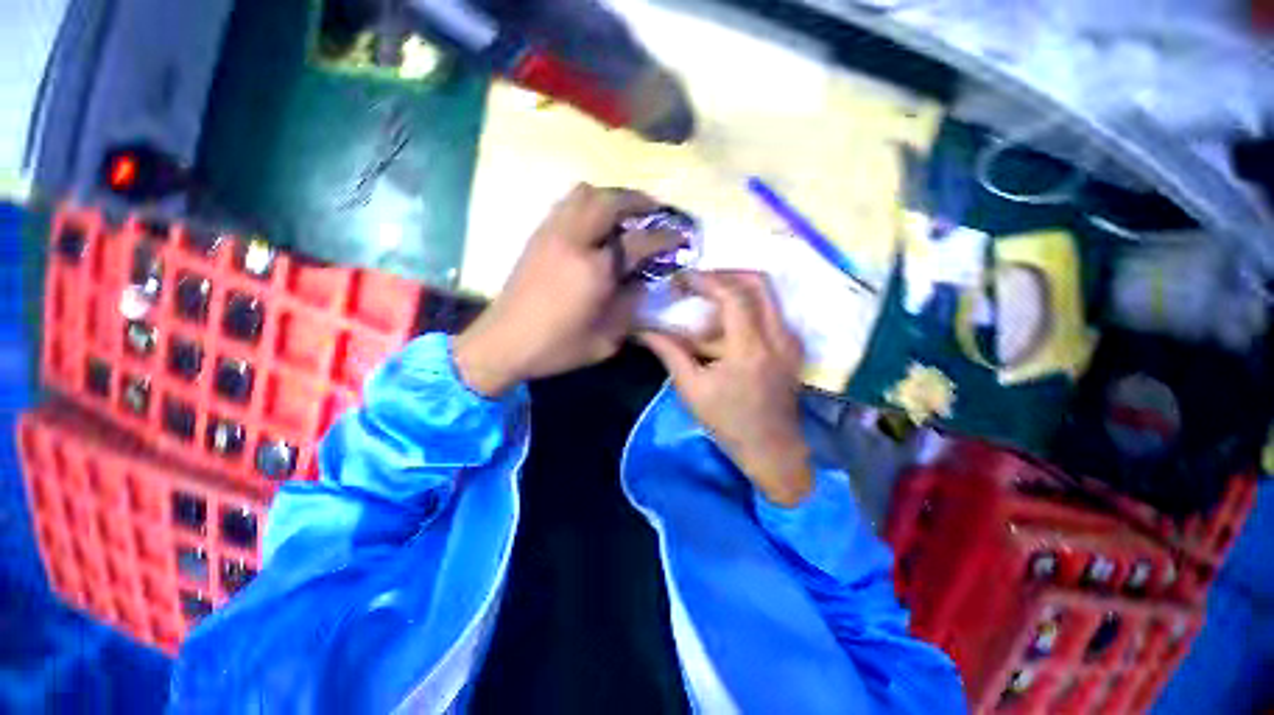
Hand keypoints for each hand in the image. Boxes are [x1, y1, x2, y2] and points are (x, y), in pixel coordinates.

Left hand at [454, 183, 685, 395]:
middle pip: (610, 201)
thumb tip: (643, 283)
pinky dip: (588, 203)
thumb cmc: (557, 347)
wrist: (503, 343)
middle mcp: (572, 241)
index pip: (637, 241)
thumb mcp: (605, 340)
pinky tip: (595, 223)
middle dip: (638, 200)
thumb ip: (630, 308)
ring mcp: (551, 234)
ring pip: (584, 193)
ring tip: (625, 212)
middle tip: (655, 210)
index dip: (664, 236)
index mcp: (593, 271)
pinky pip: (566, 203)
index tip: (681, 234)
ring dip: (611, 196)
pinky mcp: (537, 235)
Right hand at [640, 271, 812, 506]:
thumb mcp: (692, 389)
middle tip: (697, 282)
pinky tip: (723, 326)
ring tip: (705, 306)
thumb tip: (643, 331)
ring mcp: (790, 340)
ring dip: (734, 291)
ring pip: (767, 295)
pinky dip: (745, 308)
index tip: (681, 279)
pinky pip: (770, 311)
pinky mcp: (792, 346)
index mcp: (751, 349)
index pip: (733, 296)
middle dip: (724, 274)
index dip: (705, 281)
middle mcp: (778, 337)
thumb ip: (670, 352)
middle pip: (759, 282)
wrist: (773, 449)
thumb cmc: (729, 423)